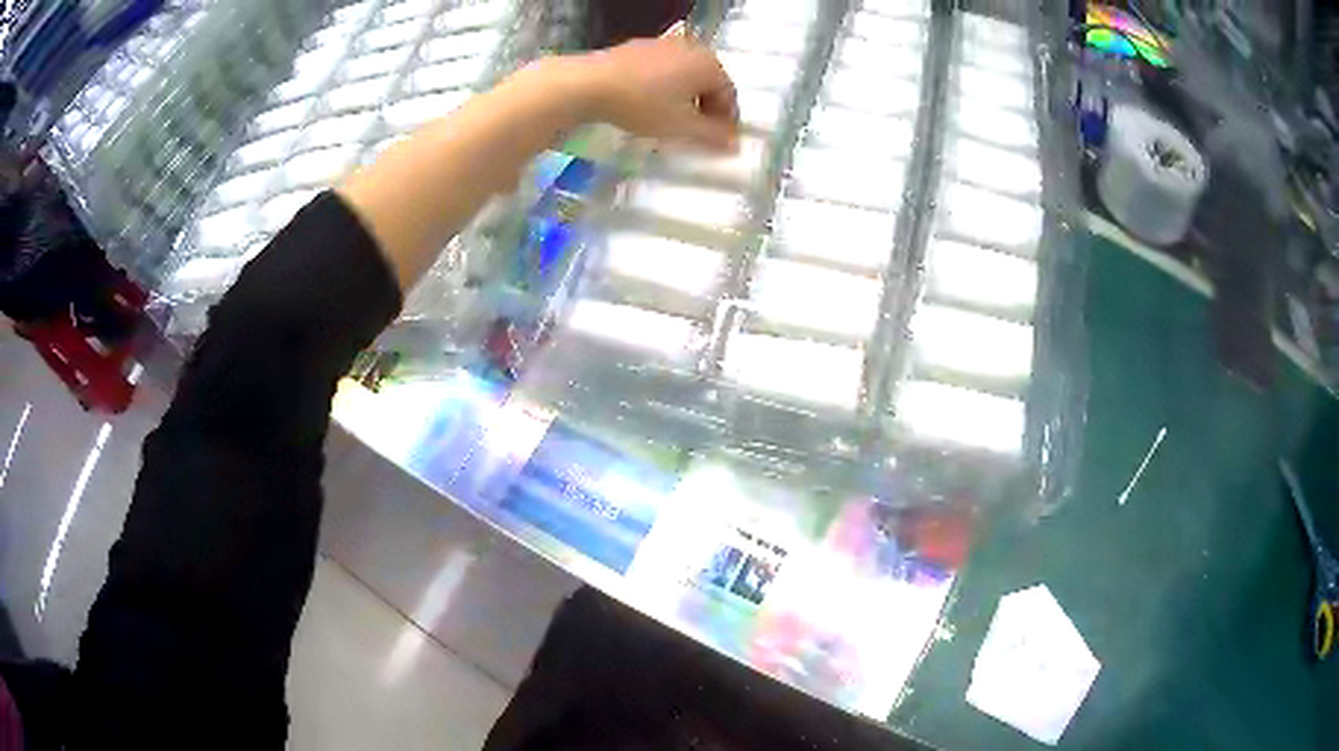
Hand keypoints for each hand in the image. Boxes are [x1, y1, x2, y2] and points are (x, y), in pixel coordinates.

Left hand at [573, 35, 738, 151]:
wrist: (590, 83)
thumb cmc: (644, 104)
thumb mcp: (682, 126)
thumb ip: (713, 136)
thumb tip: (736, 145)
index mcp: (708, 64)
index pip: (729, 96)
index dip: (726, 123)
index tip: (718, 144)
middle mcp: (691, 48)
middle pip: (707, 83)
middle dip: (705, 109)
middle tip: (696, 134)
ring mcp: (663, 44)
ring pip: (683, 76)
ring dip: (684, 99)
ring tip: (671, 121)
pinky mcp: (638, 48)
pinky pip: (661, 71)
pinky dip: (663, 88)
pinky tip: (648, 104)